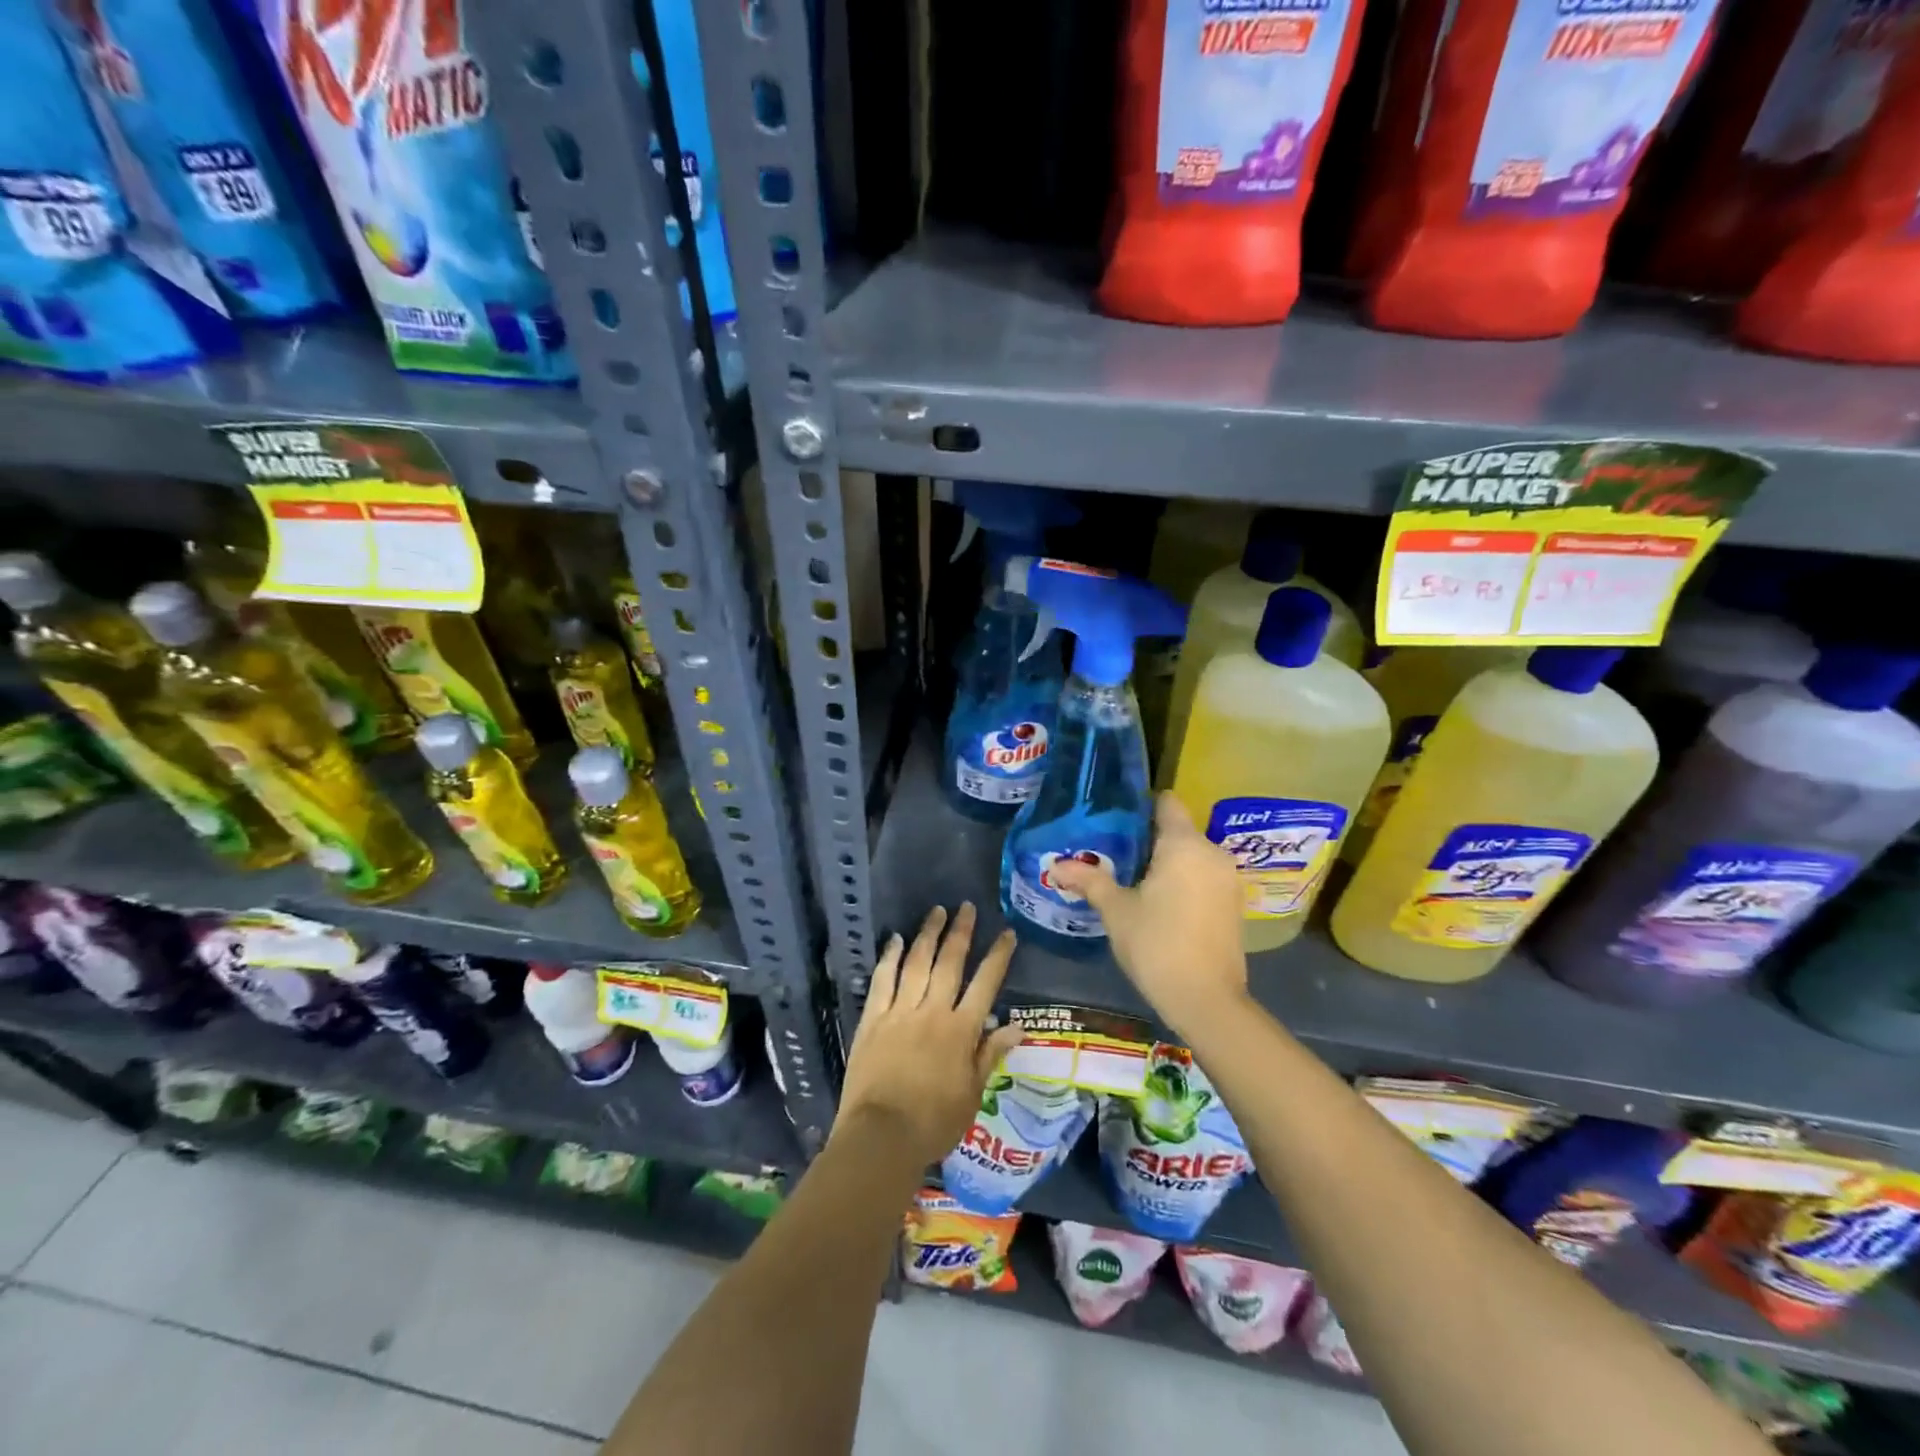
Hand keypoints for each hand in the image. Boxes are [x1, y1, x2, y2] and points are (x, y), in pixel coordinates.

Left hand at [836, 902, 1025, 1167]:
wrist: (881, 1136)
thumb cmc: (933, 1123)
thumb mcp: (972, 1094)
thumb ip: (990, 1055)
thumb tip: (1016, 1025)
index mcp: (961, 1031)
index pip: (985, 984)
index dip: (997, 956)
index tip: (1006, 933)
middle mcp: (932, 1011)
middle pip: (950, 963)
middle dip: (961, 932)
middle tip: (966, 907)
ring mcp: (900, 1011)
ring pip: (916, 963)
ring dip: (928, 935)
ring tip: (936, 911)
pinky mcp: (872, 1019)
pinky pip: (882, 980)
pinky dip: (889, 958)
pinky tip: (894, 940)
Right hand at [1047, 793, 1248, 1035]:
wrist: (1206, 1000)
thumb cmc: (1156, 944)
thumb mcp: (1116, 910)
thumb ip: (1089, 880)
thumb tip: (1056, 865)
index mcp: (1184, 844)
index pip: (1166, 802)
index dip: (1141, 805)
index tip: (1115, 818)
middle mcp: (1212, 852)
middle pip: (1178, 829)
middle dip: (1148, 838)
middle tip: (1113, 853)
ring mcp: (1228, 878)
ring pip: (1192, 855)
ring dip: (1166, 862)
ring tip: (1132, 878)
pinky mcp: (1234, 903)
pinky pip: (1203, 876)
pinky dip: (1183, 880)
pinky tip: (1159, 902)